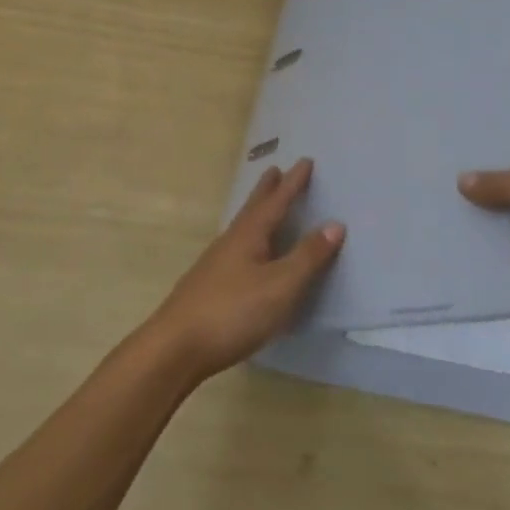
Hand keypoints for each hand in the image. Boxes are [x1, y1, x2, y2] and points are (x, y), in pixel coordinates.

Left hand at [147, 158, 343, 383]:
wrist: (174, 349)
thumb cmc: (232, 312)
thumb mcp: (280, 286)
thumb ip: (307, 256)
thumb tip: (335, 223)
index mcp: (249, 235)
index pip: (276, 202)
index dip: (293, 183)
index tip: (305, 161)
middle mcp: (231, 242)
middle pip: (252, 209)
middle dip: (267, 190)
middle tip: (275, 170)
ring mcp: (215, 265)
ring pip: (242, 228)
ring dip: (256, 213)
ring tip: (264, 207)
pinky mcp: (208, 287)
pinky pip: (236, 249)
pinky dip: (249, 239)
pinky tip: (248, 256)